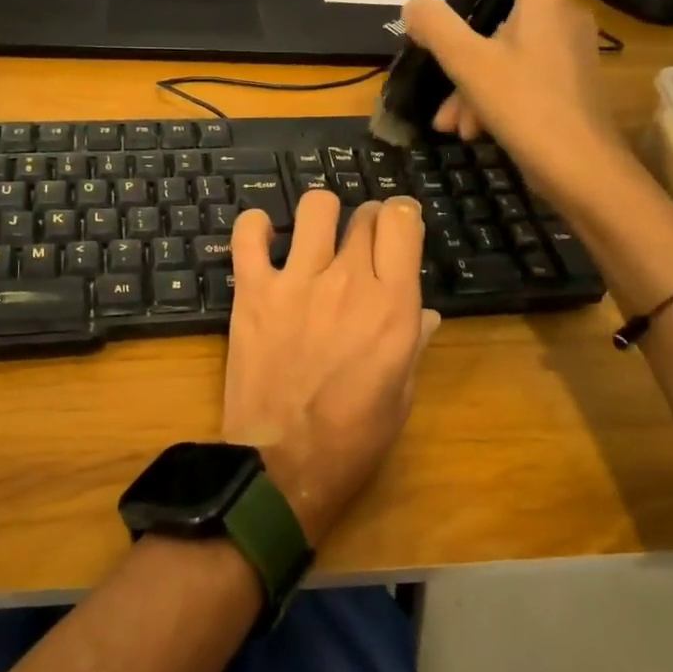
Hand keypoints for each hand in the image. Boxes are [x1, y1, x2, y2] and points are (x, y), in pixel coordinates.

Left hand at [222, 191, 439, 544]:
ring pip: (315, 207)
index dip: (402, 217)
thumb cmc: (352, 438)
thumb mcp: (401, 395)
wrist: (283, 464)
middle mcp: (349, 281)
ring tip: (315, 237)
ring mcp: (296, 281)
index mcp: (393, 306)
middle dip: (368, 220)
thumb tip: (423, 312)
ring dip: (321, 215)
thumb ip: (413, 343)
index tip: (398, 229)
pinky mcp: (253, 290)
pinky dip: (256, 226)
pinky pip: (249, 233)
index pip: (403, 222)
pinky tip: (265, 238)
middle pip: (364, 214)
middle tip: (360, 242)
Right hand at [402, 0, 633, 206]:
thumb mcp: (472, 67)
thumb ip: (438, 29)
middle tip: (435, 52)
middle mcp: (560, 15)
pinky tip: (469, 130)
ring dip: (469, 77)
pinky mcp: (564, 82)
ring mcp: (565, 50)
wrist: (586, 173)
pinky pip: (517, 73)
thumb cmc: (530, 110)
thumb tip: (413, 3)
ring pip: (505, 46)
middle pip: (508, 0)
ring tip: (448, 119)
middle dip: (464, 31)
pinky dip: (488, 94)